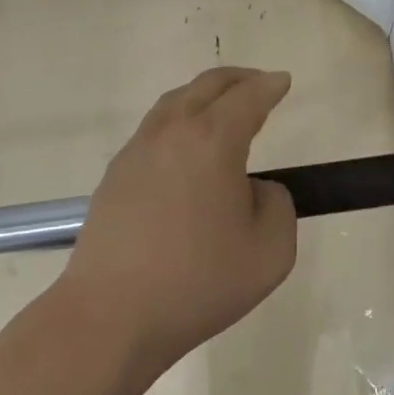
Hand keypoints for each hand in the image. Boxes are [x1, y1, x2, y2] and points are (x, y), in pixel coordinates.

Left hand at [58, 67, 295, 373]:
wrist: (110, 316)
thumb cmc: (197, 283)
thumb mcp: (270, 252)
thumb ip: (277, 205)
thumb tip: (254, 189)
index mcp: (212, 141)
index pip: (247, 97)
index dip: (270, 86)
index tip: (283, 82)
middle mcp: (172, 133)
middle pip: (206, 86)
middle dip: (238, 79)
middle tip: (259, 83)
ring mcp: (137, 151)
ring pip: (174, 102)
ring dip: (204, 95)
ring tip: (222, 107)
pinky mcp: (115, 175)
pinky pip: (154, 129)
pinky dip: (179, 120)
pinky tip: (186, 148)